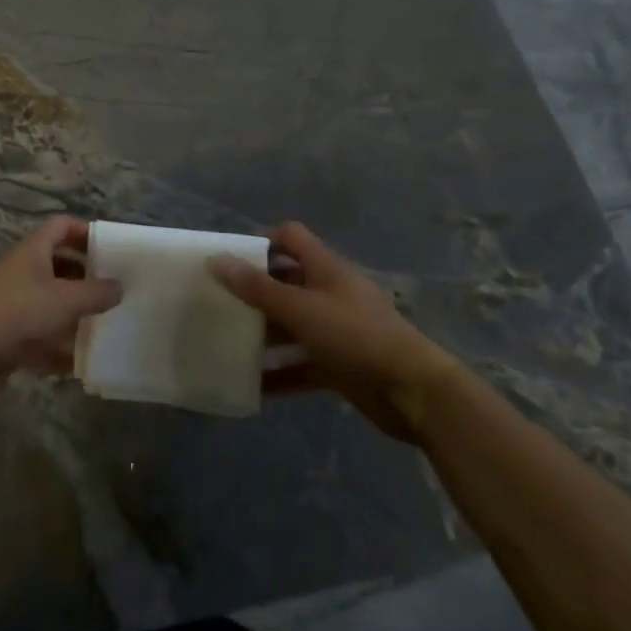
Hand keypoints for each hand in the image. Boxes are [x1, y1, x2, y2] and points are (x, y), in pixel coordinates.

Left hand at [0, 217, 121, 406]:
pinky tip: (81, 361)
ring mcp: (13, 304)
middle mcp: (22, 272)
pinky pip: (40, 335)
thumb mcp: (65, 300)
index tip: (111, 248)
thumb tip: (119, 287)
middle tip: (113, 289)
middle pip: (58, 265)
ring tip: (104, 323)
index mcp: (32, 251)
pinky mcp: (8, 335)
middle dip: (85, 277)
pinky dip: (59, 345)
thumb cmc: (18, 313)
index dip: (85, 232)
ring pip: (50, 302)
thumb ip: (96, 293)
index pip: (60, 226)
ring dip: (74, 312)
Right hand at [211, 222, 459, 442]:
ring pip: (293, 325)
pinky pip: (303, 364)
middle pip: (287, 283)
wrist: (414, 392)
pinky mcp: (342, 365)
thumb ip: (257, 288)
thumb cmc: (355, 336)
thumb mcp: (300, 309)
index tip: (232, 261)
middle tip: (221, 305)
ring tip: (229, 344)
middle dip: (256, 293)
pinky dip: (282, 372)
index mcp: (325, 269)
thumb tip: (216, 260)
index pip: (291, 238)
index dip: (262, 243)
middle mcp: (331, 293)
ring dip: (265, 335)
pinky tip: (254, 387)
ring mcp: (338, 330)